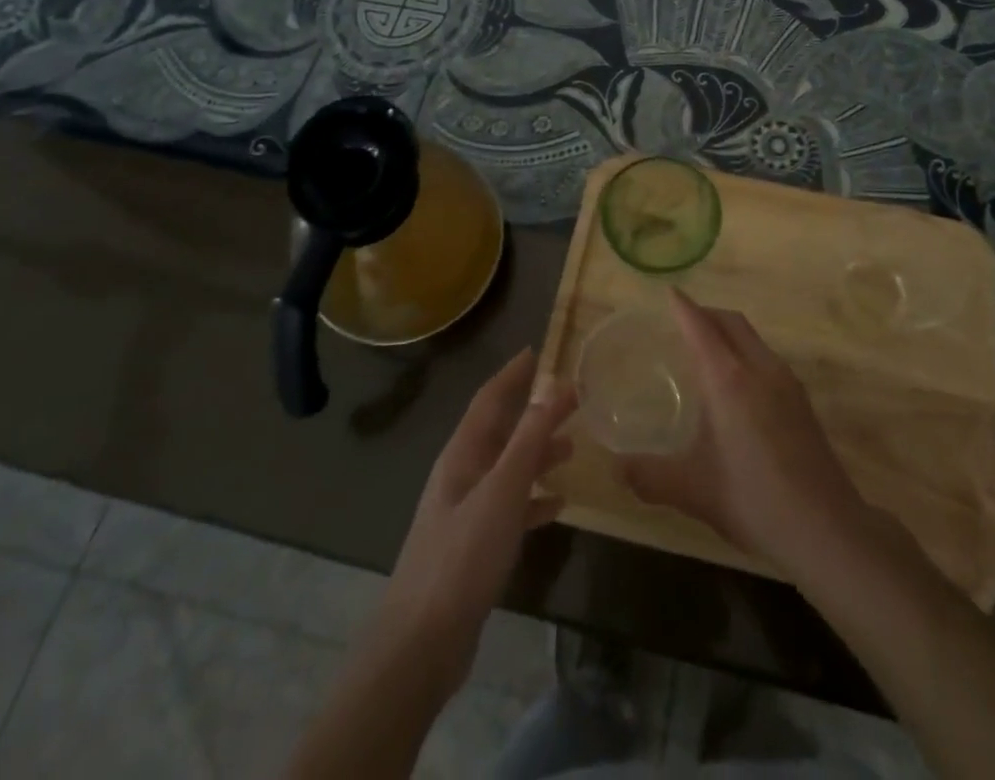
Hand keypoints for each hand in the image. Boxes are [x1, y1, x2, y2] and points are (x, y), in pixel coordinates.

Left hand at [373, 348, 574, 698]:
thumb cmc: (462, 556)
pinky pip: (510, 507)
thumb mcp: (502, 491)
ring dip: (537, 454)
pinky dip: (533, 500)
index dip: (512, 374)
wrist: (421, 643)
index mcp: (462, 454)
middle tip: (572, 399)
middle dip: (534, 413)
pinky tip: (558, 505)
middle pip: (502, 431)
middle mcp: (462, 474)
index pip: (489, 398)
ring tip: (572, 447)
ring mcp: (466, 511)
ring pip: (508, 468)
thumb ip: (529, 439)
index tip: (537, 351)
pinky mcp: (474, 545)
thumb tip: (553, 386)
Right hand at [620, 290, 872, 579]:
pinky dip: (746, 353)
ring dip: (729, 332)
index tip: (669, 292)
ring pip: (753, 338)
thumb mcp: (692, 490)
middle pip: (731, 322)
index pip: (701, 327)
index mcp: (729, 379)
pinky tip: (738, 387)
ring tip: (706, 351)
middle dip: (706, 313)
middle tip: (682, 321)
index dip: (683, 307)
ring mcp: (787, 382)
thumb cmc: (753, 499)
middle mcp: (759, 368)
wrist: (826, 528)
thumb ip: (649, 476)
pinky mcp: (802, 401)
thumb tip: (617, 470)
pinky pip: (767, 358)